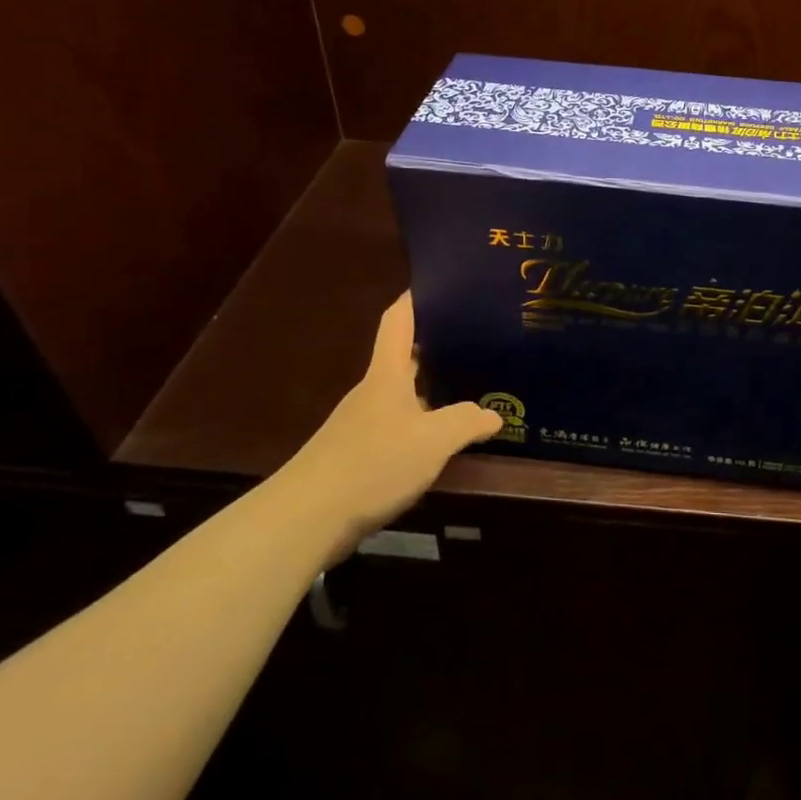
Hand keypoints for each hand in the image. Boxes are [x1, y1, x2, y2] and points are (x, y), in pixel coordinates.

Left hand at [271, 292, 500, 568]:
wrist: (306, 520)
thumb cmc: (371, 464)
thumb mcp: (432, 441)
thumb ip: (466, 422)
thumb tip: (494, 415)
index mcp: (387, 373)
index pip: (399, 319)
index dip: (417, 296)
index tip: (443, 279)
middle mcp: (374, 390)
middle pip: (406, 354)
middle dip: (439, 342)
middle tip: (480, 335)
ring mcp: (365, 422)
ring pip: (405, 391)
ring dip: (434, 385)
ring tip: (474, 382)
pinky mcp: (361, 454)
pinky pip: (401, 424)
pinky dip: (424, 421)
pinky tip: (445, 436)